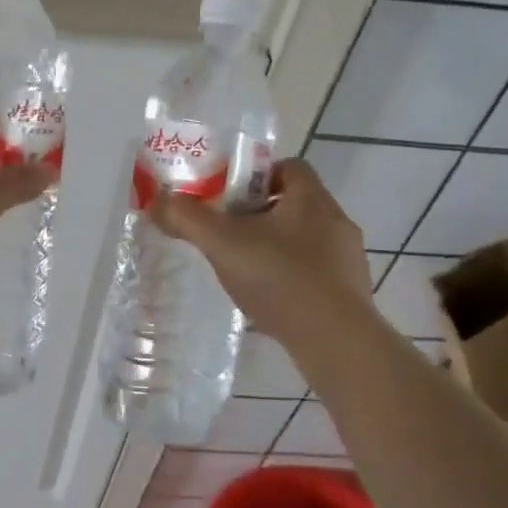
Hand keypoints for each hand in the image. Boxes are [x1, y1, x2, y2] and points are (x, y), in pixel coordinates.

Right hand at [150, 159, 371, 350]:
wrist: (335, 342)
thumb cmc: (280, 278)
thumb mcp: (222, 244)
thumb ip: (187, 219)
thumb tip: (157, 201)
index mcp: (310, 198)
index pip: (288, 165)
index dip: (256, 174)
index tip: (228, 196)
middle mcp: (336, 220)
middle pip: (294, 201)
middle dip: (259, 212)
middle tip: (228, 230)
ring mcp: (348, 258)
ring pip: (305, 237)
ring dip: (276, 245)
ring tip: (245, 267)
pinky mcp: (350, 290)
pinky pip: (316, 270)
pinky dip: (291, 275)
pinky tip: (270, 296)